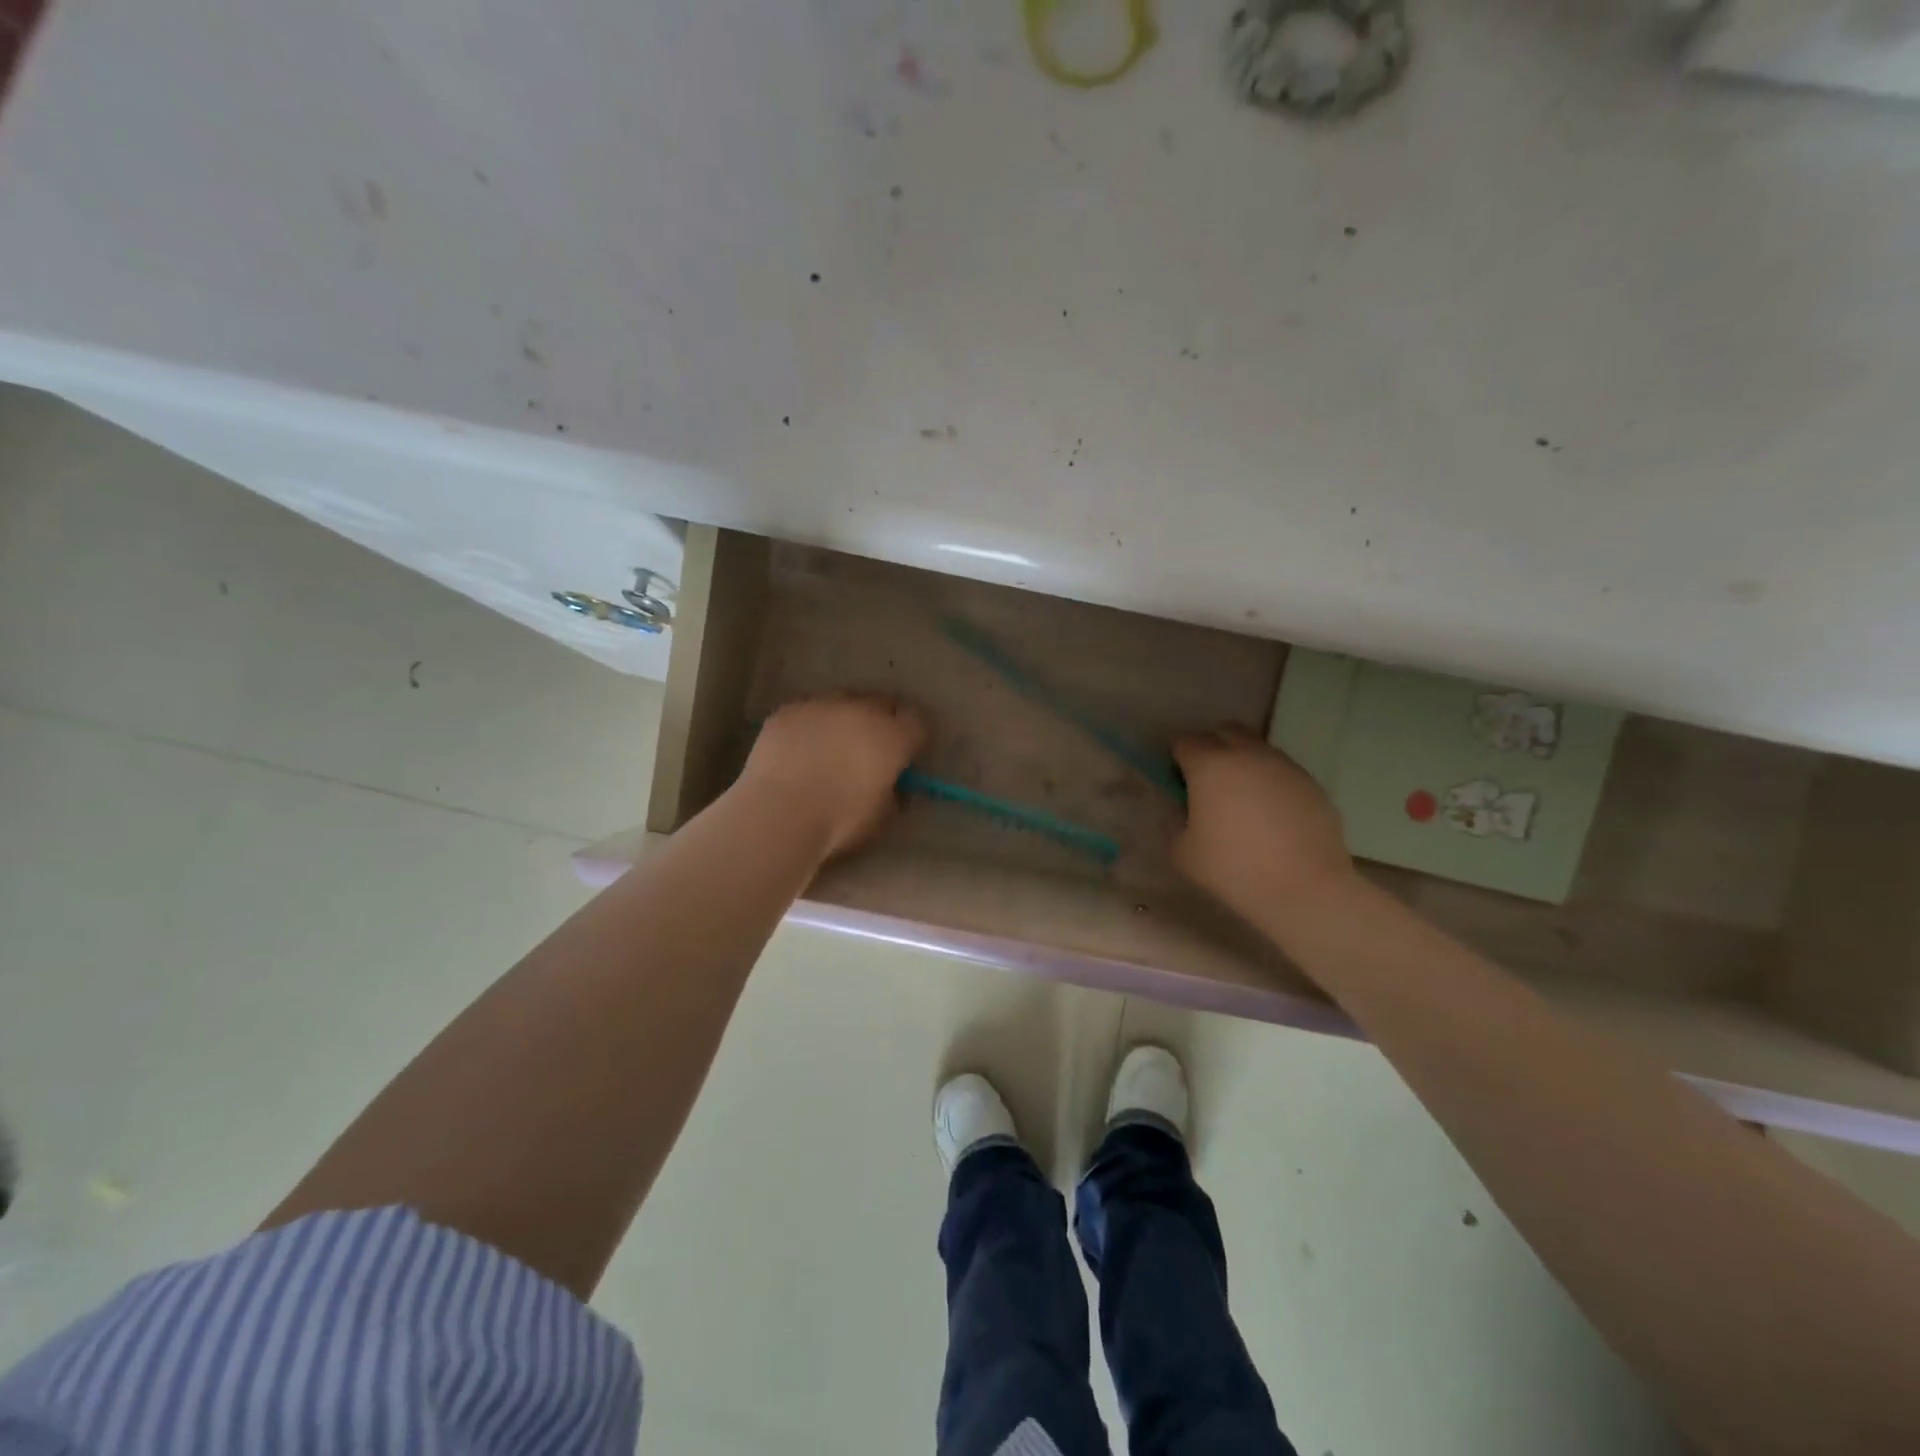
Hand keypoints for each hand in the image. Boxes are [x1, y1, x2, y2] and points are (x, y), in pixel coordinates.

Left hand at [740, 694, 928, 857]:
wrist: (780, 813)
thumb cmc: (839, 822)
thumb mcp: (882, 816)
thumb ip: (892, 792)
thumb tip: (889, 785)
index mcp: (893, 736)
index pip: (917, 721)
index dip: (911, 737)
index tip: (903, 754)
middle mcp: (862, 710)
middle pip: (881, 704)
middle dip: (879, 722)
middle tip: (867, 750)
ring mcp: (822, 705)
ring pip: (842, 702)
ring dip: (843, 719)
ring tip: (828, 747)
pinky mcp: (788, 711)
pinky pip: (807, 712)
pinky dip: (808, 726)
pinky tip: (796, 751)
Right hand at [1171, 724, 1355, 927]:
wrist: (1305, 889)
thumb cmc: (1234, 869)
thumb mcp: (1182, 853)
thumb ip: (1175, 822)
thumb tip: (1184, 810)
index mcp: (1210, 766)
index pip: (1185, 742)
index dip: (1177, 759)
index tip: (1178, 782)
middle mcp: (1248, 755)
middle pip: (1225, 731)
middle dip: (1212, 746)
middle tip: (1208, 780)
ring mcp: (1284, 766)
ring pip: (1257, 747)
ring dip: (1244, 761)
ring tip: (1242, 798)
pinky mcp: (1311, 783)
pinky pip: (1282, 771)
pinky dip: (1270, 781)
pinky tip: (1271, 814)